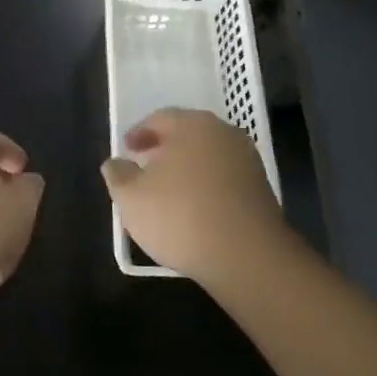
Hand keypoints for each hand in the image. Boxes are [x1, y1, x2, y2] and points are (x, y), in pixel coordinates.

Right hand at [101, 108, 285, 284]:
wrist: (247, 257)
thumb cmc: (180, 216)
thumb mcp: (131, 197)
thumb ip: (118, 174)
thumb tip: (115, 163)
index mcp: (192, 124)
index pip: (159, 118)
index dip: (139, 133)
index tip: (127, 150)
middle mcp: (223, 133)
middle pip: (187, 134)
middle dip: (164, 148)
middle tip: (145, 167)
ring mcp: (247, 161)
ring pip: (208, 157)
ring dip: (187, 168)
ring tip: (169, 192)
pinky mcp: (262, 190)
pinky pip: (225, 179)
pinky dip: (207, 187)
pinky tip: (195, 210)